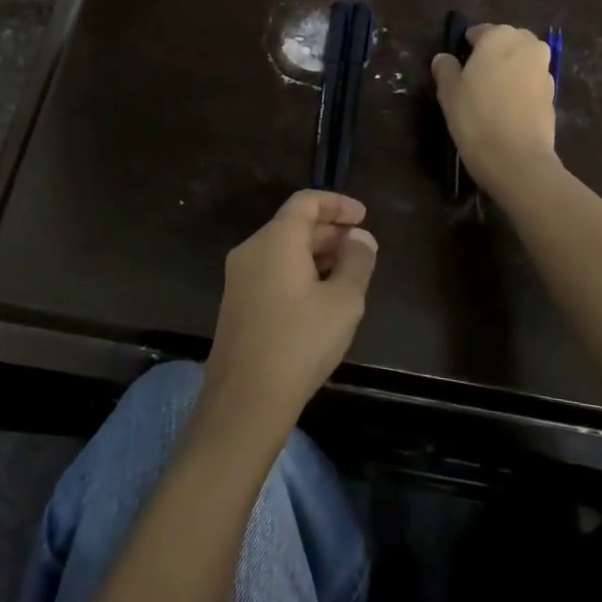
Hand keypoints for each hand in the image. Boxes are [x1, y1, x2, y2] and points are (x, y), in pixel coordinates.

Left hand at [202, 191, 377, 434]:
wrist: (245, 400)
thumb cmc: (300, 342)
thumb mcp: (343, 301)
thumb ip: (357, 262)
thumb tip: (360, 237)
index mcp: (276, 239)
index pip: (306, 201)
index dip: (338, 204)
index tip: (364, 217)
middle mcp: (252, 249)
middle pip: (293, 224)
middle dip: (330, 231)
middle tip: (361, 248)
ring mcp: (239, 277)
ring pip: (282, 249)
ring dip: (316, 253)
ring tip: (347, 273)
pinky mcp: (237, 302)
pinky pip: (271, 270)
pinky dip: (299, 270)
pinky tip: (320, 296)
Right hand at [431, 23, 558, 195]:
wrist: (516, 157)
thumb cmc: (475, 116)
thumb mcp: (448, 91)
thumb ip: (445, 67)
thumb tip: (445, 59)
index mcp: (499, 35)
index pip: (477, 32)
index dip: (464, 50)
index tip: (456, 71)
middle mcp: (527, 44)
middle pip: (504, 43)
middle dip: (491, 57)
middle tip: (473, 83)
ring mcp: (544, 69)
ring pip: (520, 63)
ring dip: (507, 73)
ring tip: (490, 99)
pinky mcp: (553, 94)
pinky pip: (530, 83)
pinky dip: (519, 90)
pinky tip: (506, 112)